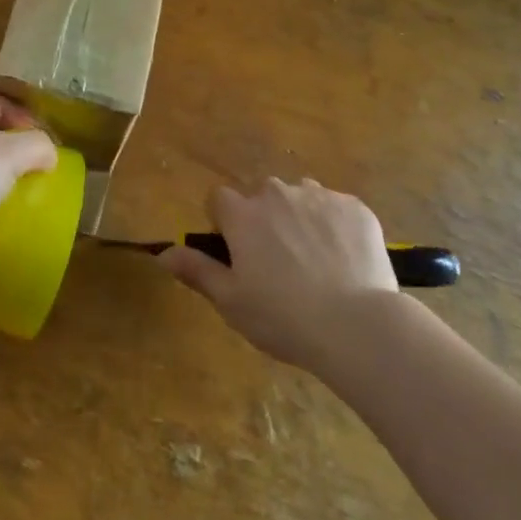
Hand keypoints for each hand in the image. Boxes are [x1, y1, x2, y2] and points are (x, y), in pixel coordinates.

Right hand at [159, 178, 398, 369]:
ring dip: (301, 220)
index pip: (219, 200)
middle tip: (281, 266)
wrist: (358, 326)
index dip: (225, 225)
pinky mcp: (355, 207)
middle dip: (266, 222)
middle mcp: (277, 193)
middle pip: (262, 197)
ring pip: (301, 199)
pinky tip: (346, 263)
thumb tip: (162, 253)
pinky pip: (337, 209)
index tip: (238, 255)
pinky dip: (336, 228)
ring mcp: (319, 196)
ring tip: (317, 264)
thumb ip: (196, 271)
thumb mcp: (231, 302)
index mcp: (243, 214)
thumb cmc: (284, 318)